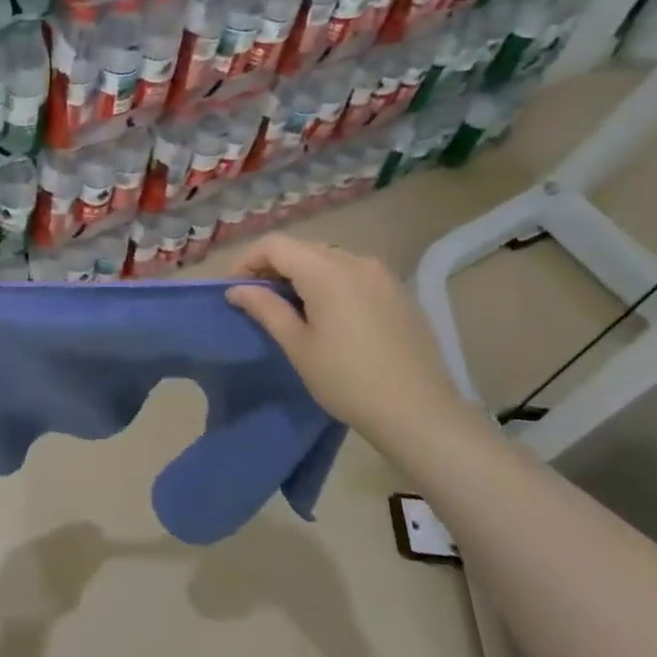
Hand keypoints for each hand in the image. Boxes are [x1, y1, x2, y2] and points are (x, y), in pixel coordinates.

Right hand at [225, 235, 469, 437]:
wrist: (420, 412)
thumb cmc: (347, 380)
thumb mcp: (297, 345)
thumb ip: (265, 308)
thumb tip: (237, 289)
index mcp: (327, 271)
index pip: (275, 245)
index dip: (248, 261)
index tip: (236, 290)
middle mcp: (356, 261)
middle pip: (303, 249)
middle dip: (274, 268)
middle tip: (259, 301)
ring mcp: (382, 275)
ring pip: (329, 260)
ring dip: (303, 275)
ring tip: (293, 309)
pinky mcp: (398, 292)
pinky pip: (354, 274)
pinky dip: (331, 283)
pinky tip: (330, 316)